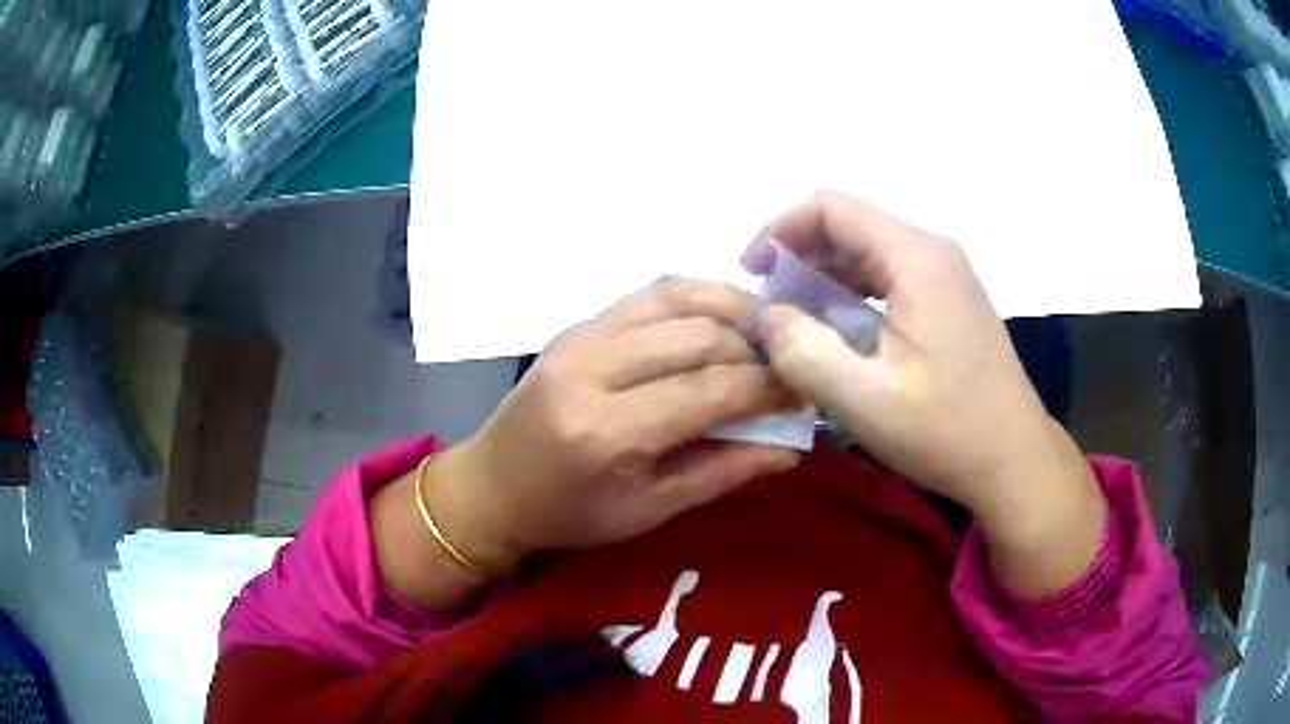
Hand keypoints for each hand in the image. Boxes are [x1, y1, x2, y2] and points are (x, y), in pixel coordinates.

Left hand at [432, 277, 800, 571]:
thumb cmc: (569, 514)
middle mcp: (592, 369)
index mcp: (607, 432)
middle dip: (757, 349)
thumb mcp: (650, 511)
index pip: (711, 391)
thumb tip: (793, 446)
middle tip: (789, 368)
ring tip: (766, 335)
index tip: (805, 392)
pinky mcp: (576, 325)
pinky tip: (722, 319)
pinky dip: (696, 299)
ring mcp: (579, 337)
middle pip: (699, 336)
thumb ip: (723, 472)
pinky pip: (649, 296)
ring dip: (732, 310)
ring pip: (676, 299)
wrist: (492, 487)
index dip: (769, 388)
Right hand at [744, 193, 1100, 565]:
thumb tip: (760, 313)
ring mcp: (945, 276)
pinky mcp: (948, 300)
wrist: (1014, 461)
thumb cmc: (947, 432)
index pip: (832, 208)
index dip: (780, 229)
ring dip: (823, 279)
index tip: (751, 274)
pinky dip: (851, 297)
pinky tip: (836, 335)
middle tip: (769, 311)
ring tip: (794, 325)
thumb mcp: (865, 399)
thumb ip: (802, 350)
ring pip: (867, 253)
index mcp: (917, 259)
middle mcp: (932, 252)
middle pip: (850, 227)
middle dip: (799, 258)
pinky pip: (887, 279)